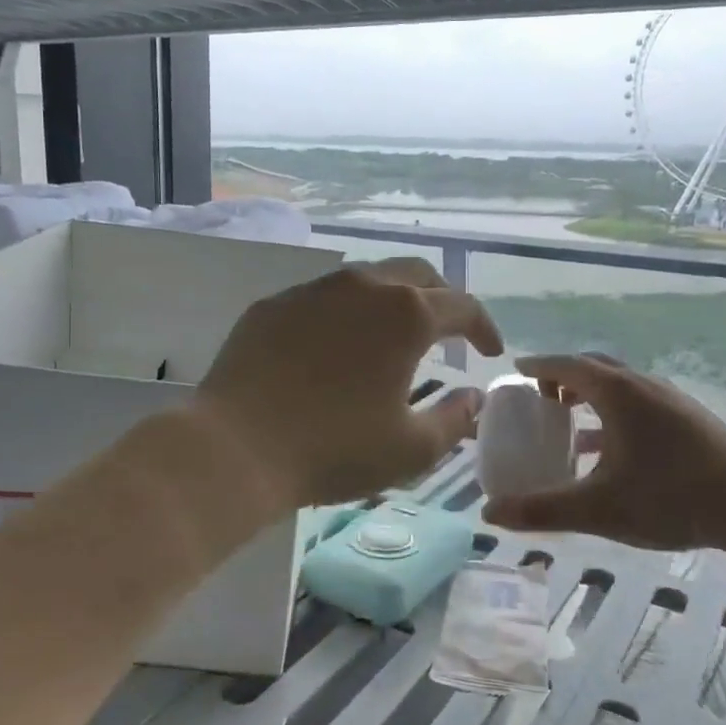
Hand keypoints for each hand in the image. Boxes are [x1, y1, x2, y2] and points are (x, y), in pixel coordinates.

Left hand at [198, 259, 502, 508]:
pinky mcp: (275, 304)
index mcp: (406, 314)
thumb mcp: (411, 448)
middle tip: (450, 331)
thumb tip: (474, 396)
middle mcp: (363, 286)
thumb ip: (454, 418)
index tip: (490, 352)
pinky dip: (347, 312)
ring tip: (395, 334)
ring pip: (368, 279)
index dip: (484, 328)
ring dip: (393, 300)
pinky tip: (338, 344)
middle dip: (443, 299)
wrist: (235, 446)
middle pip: (418, 275)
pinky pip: (324, 297)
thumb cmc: (334, 449)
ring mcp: (314, 289)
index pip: (462, 306)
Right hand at [481, 354, 725, 553]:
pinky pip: (640, 403)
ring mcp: (671, 400)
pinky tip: (614, 449)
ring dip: (591, 395)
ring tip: (572, 423)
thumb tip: (489, 514)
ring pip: (620, 385)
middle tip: (541, 398)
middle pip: (594, 367)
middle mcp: (642, 385)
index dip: (538, 366)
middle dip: (563, 377)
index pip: (566, 364)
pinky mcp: (690, 419)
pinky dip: (615, 413)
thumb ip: (542, 509)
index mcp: (616, 392)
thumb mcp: (599, 507)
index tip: (516, 370)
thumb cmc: (670, 497)